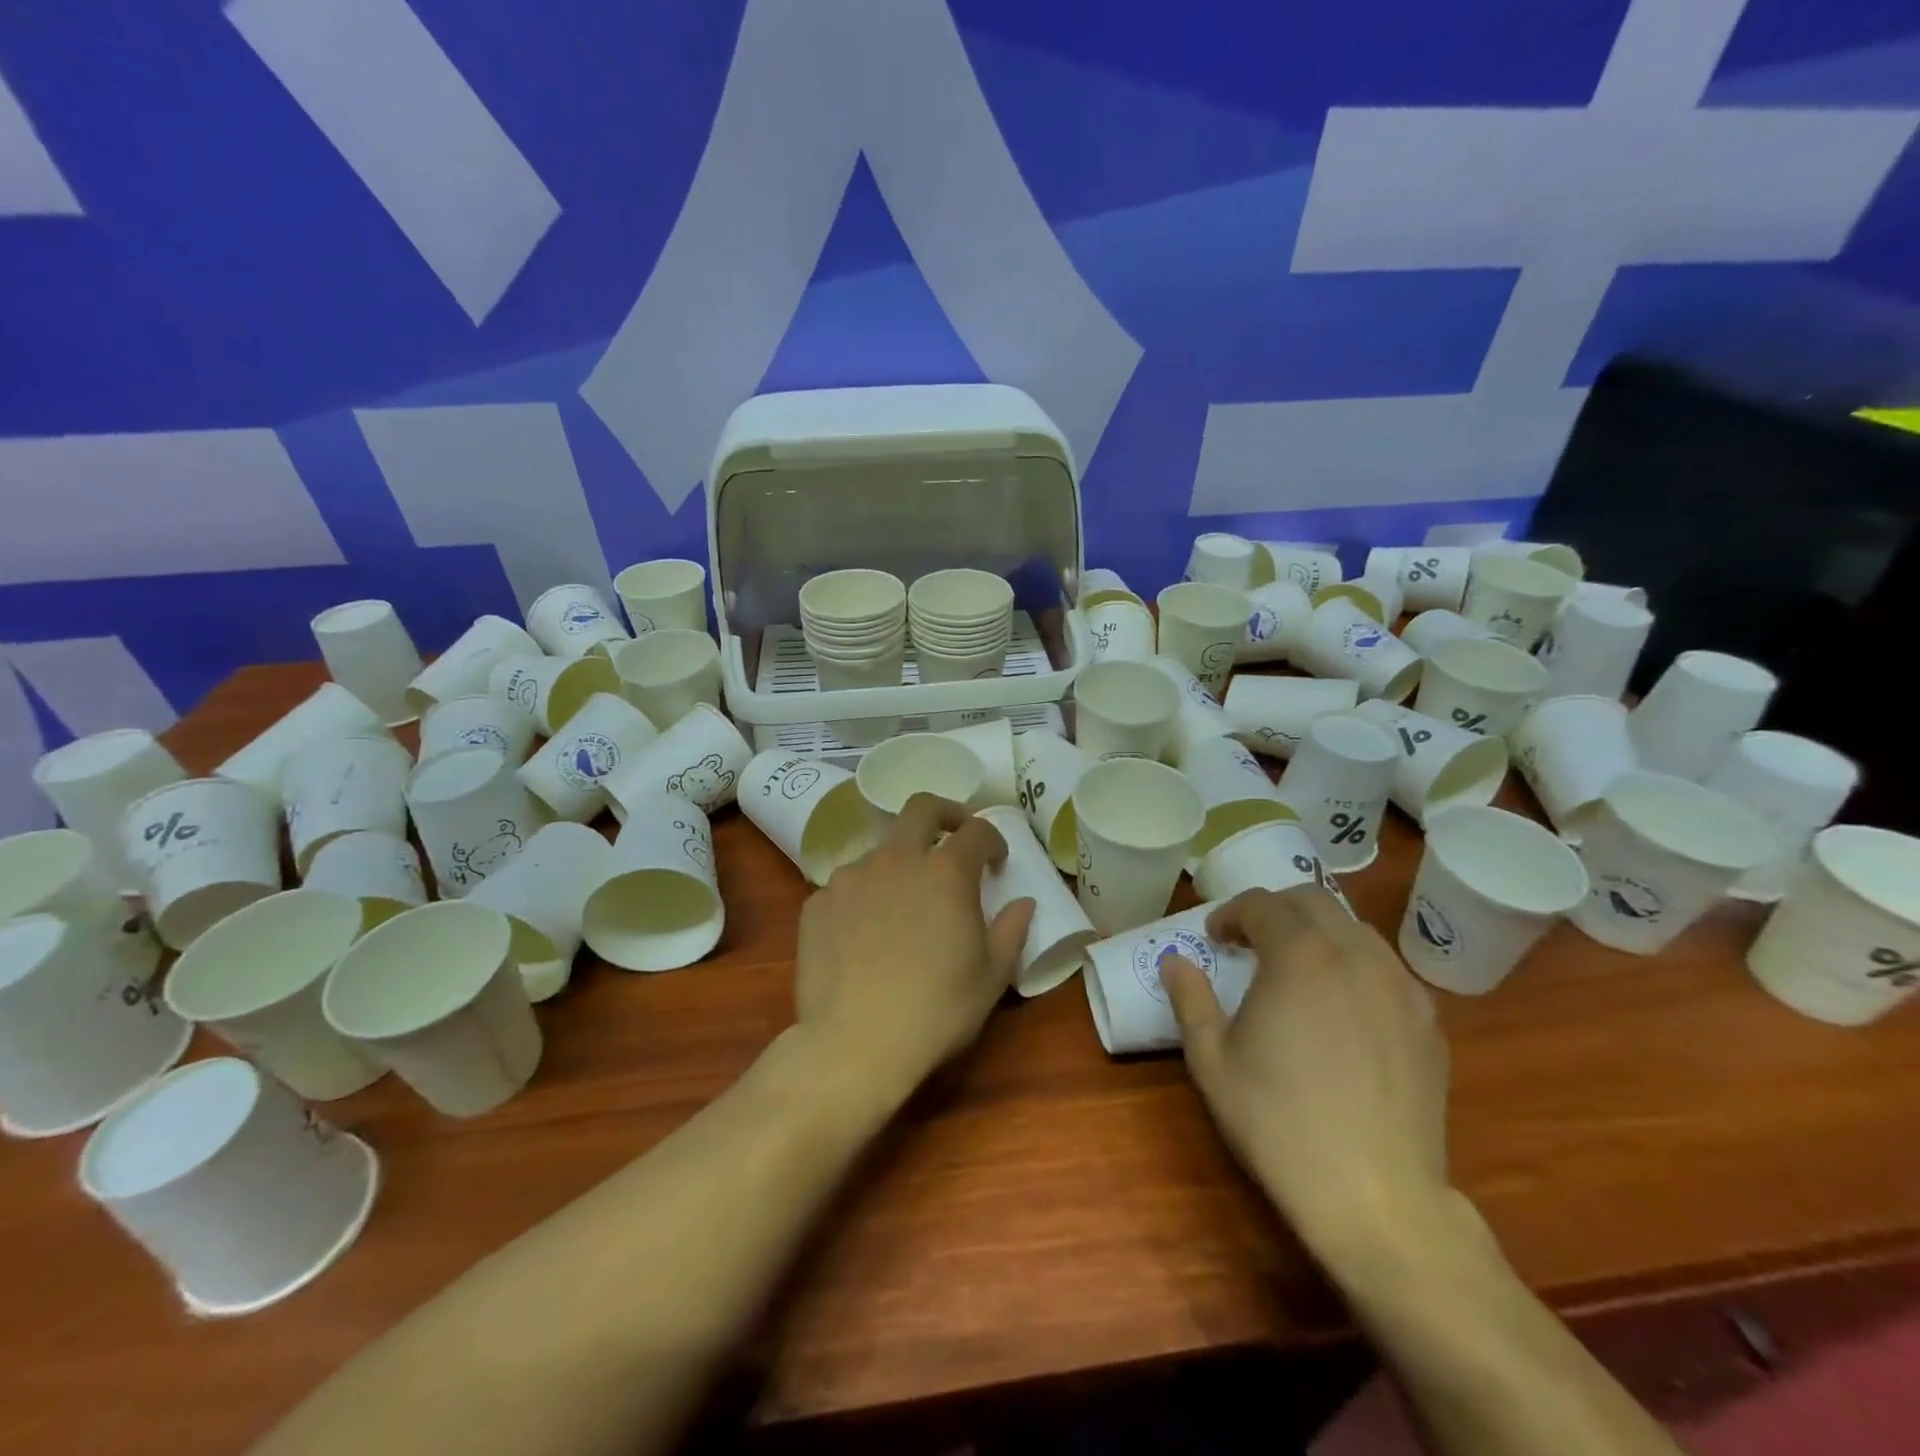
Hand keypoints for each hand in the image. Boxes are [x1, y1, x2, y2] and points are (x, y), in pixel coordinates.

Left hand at [793, 794, 1034, 1106]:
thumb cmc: (936, 1011)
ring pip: (880, 851)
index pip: (976, 831)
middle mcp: (896, 859)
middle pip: (921, 808)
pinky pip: (847, 886)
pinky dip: (863, 897)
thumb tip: (1023, 904)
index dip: (992, 840)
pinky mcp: (817, 902)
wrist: (855, 1044)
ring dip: (900, 864)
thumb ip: (1011, 931)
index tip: (997, 862)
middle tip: (953, 835)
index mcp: (946, 872)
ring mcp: (851, 877)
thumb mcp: (991, 977)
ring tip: (903, 905)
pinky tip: (863, 935)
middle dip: (944, 813)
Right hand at [1164, 887, 1451, 1268]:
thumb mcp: (1211, 1061)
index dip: (1231, 913)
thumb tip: (1174, 961)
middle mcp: (1355, 955)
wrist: (1376, 1198)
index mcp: (1299, 956)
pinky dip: (1355, 967)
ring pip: (1355, 930)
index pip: (1262, 904)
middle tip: (1250, 944)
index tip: (1213, 939)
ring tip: (1296, 971)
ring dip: (1318, 934)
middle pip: (1313, 902)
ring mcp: (1401, 987)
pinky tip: (1342, 1008)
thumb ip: (1189, 999)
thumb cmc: (1279, 1123)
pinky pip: (1386, 969)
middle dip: (1275, 911)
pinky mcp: (1429, 1022)